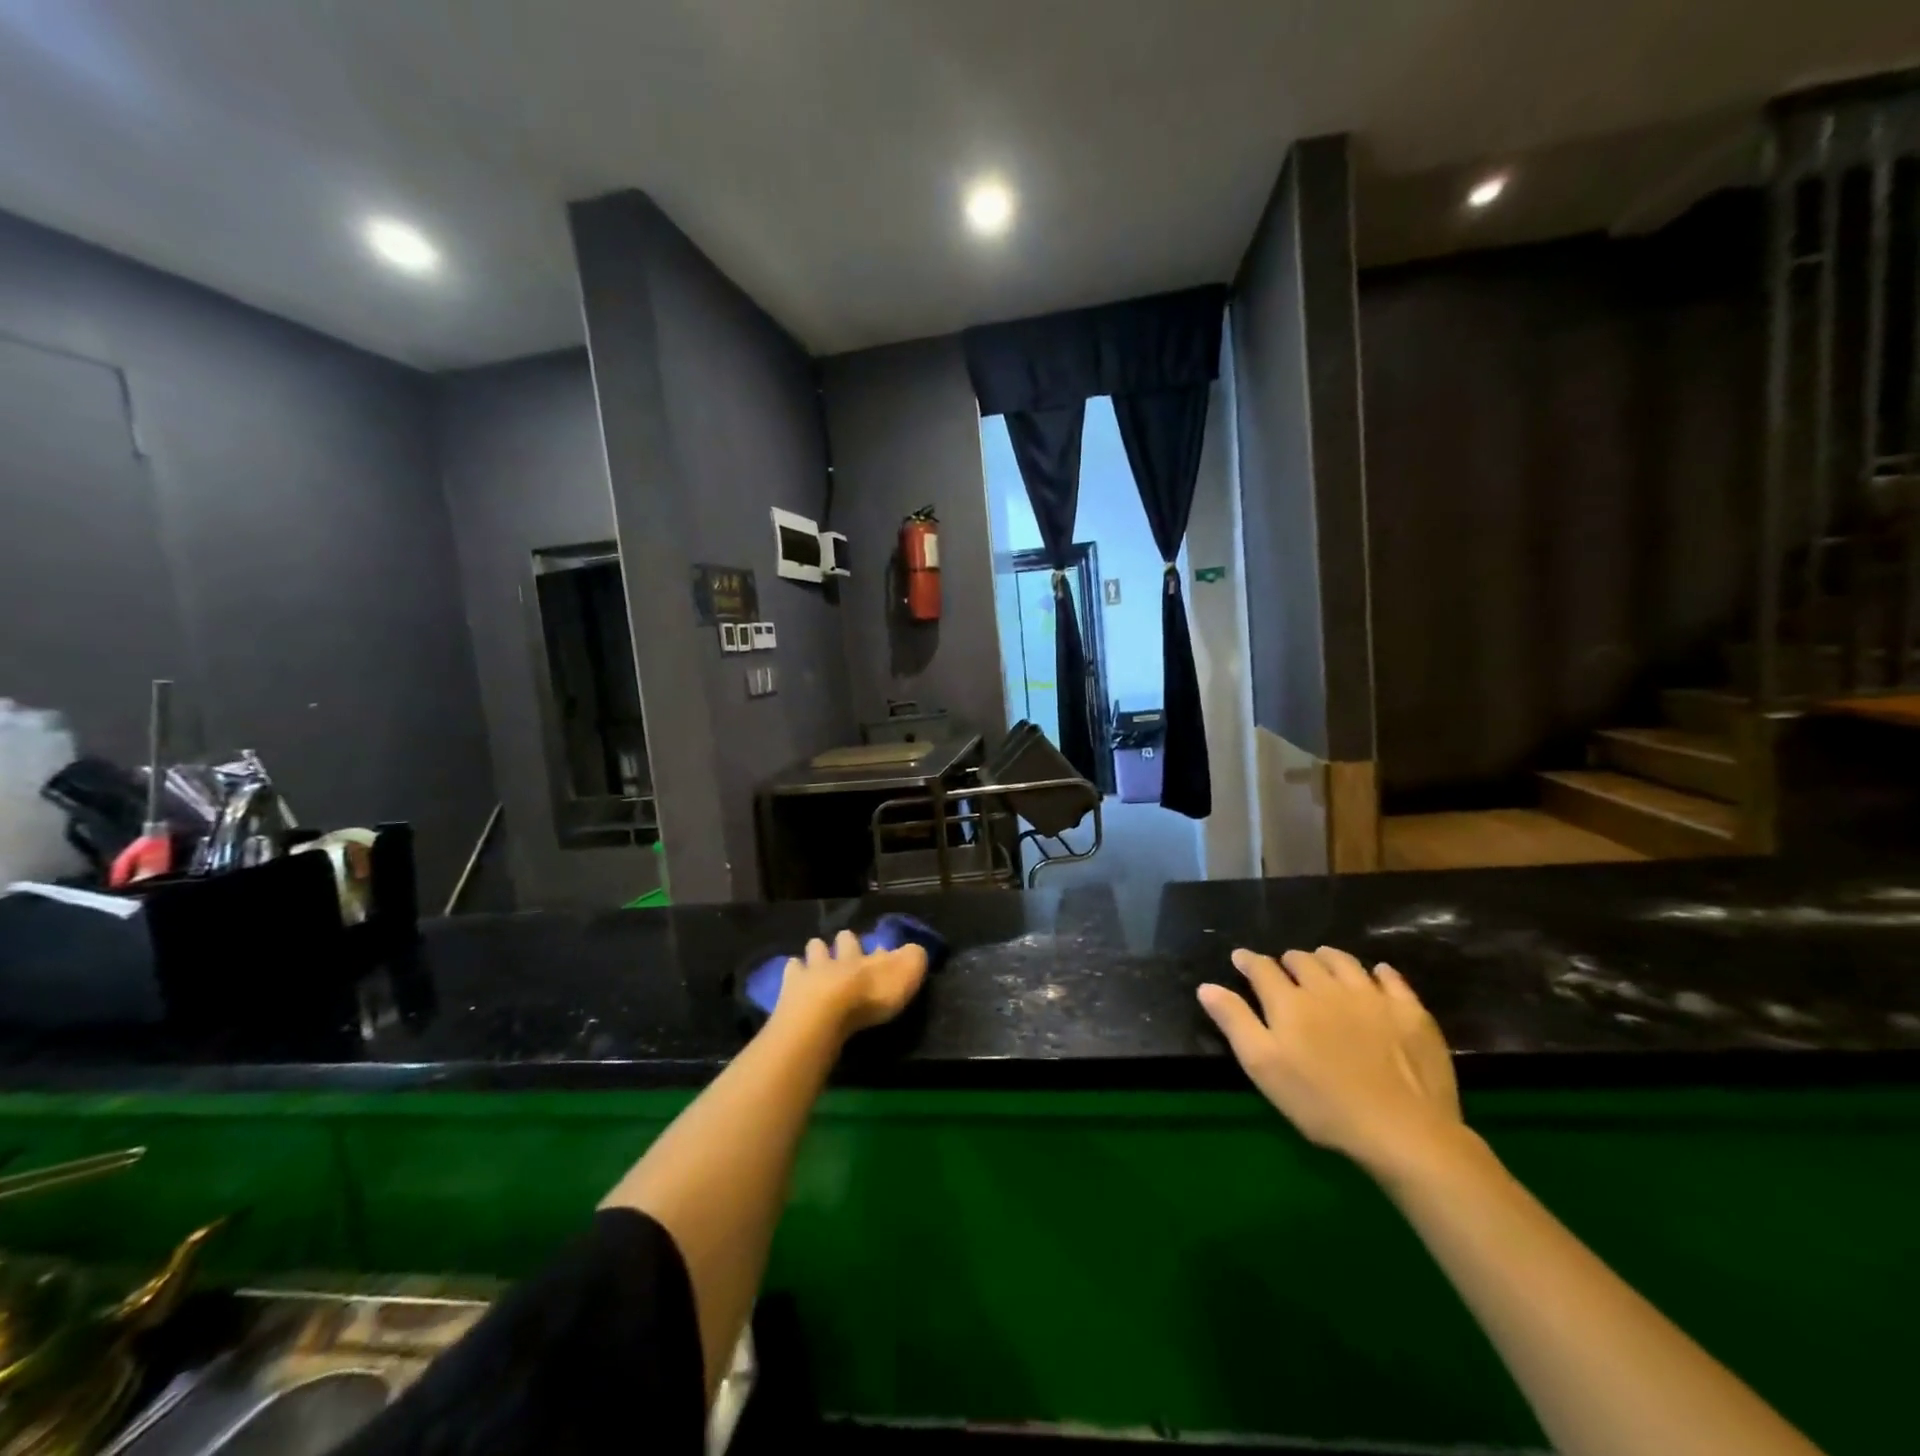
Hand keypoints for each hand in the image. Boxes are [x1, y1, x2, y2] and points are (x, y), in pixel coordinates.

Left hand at [773, 930, 928, 1038]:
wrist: (823, 1014)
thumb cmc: (870, 997)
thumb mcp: (906, 975)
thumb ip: (913, 959)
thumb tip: (915, 949)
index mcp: (867, 958)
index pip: (876, 949)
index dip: (879, 950)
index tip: (880, 951)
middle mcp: (840, 958)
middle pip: (841, 941)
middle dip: (842, 942)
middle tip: (843, 944)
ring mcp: (811, 970)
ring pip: (813, 951)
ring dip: (815, 953)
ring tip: (816, 958)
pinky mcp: (789, 987)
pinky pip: (790, 971)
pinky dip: (792, 972)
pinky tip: (791, 978)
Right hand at [1198, 945, 1464, 1178]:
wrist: (1403, 1131)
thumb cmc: (1322, 1104)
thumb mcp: (1264, 1067)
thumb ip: (1235, 1022)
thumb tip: (1207, 986)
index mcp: (1289, 1002)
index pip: (1262, 968)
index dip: (1248, 961)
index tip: (1240, 959)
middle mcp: (1327, 988)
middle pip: (1302, 960)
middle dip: (1288, 961)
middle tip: (1283, 970)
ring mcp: (1372, 996)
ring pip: (1342, 961)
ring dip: (1326, 959)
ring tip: (1322, 965)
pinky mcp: (1409, 1012)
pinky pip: (1391, 978)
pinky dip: (1378, 972)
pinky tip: (1376, 976)